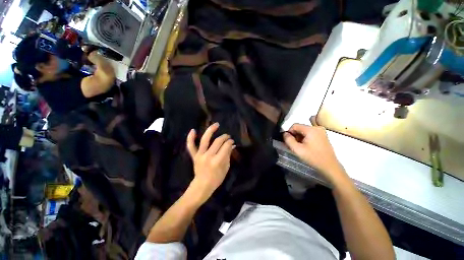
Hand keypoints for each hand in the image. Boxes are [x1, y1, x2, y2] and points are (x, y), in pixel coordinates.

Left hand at [186, 123, 234, 202]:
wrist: (202, 186)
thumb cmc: (216, 178)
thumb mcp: (226, 168)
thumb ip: (228, 155)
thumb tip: (232, 145)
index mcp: (217, 161)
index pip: (226, 147)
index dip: (230, 142)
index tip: (232, 141)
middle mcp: (208, 156)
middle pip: (217, 141)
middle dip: (224, 137)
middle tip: (228, 136)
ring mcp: (200, 155)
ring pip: (205, 139)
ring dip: (211, 130)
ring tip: (216, 124)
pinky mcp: (194, 156)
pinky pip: (190, 146)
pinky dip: (190, 138)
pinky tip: (193, 130)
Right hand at [283, 121, 346, 184]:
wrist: (329, 166)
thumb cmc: (313, 158)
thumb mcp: (297, 149)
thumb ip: (288, 140)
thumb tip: (284, 133)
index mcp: (311, 129)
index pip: (295, 125)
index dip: (289, 132)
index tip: (288, 141)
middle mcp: (317, 127)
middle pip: (300, 128)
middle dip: (294, 135)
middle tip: (293, 145)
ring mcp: (321, 131)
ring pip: (304, 131)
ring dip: (299, 137)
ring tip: (299, 147)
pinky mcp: (323, 135)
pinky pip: (310, 133)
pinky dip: (305, 138)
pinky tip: (305, 146)